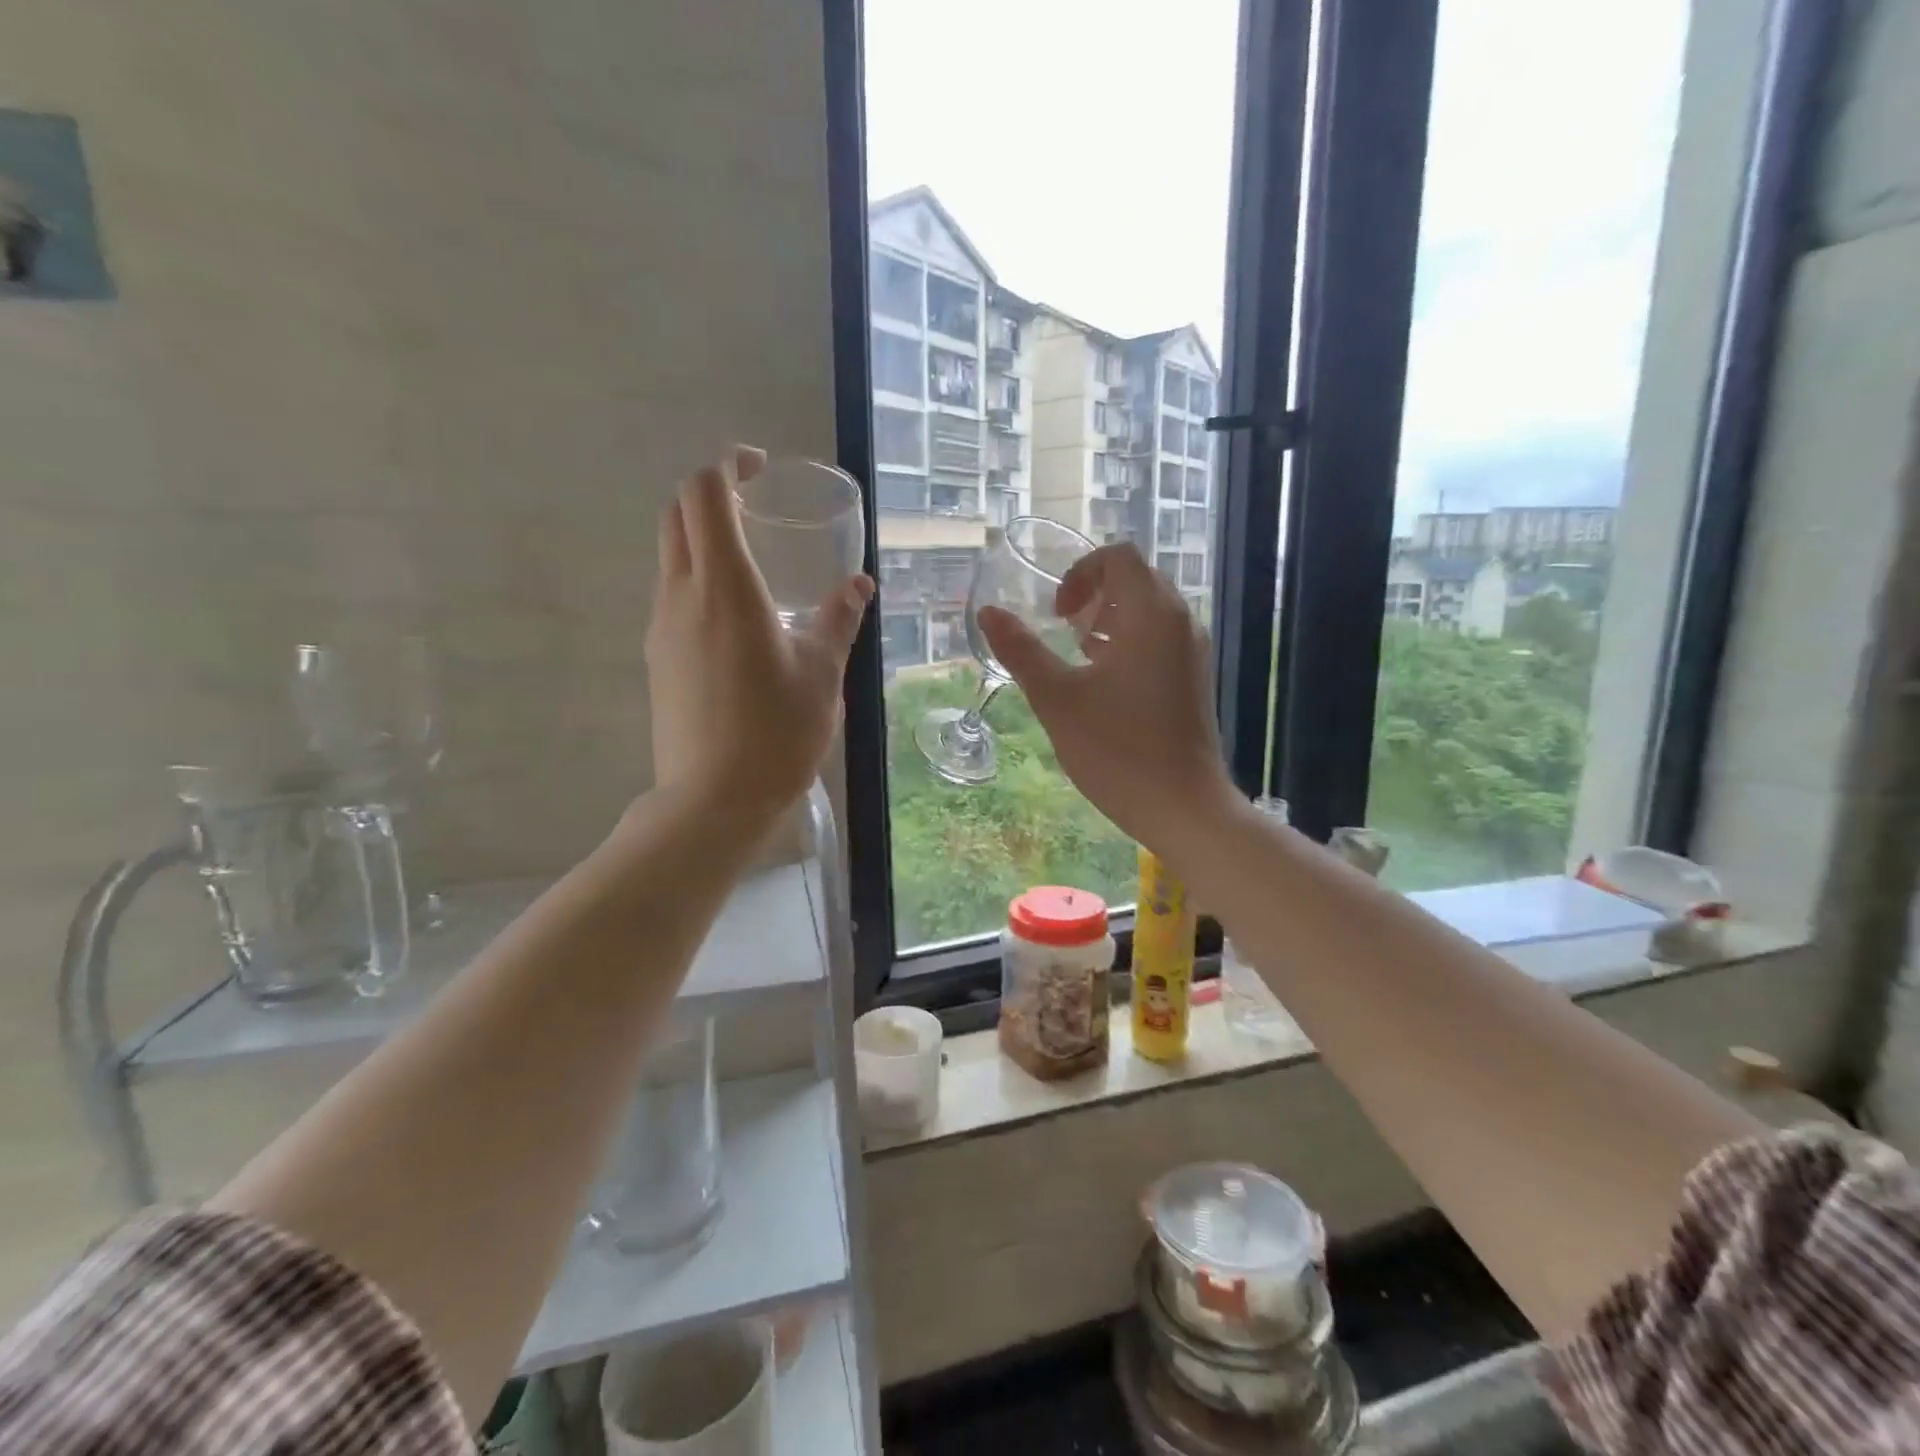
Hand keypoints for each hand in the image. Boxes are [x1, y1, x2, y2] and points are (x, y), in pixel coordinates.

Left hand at [646, 447, 872, 814]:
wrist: (712, 800)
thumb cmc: (777, 732)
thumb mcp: (822, 673)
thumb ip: (838, 620)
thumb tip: (859, 585)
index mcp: (725, 588)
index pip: (704, 495)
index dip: (726, 466)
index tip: (759, 469)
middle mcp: (682, 596)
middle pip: (677, 516)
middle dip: (711, 494)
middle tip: (755, 504)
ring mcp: (662, 627)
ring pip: (670, 555)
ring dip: (702, 538)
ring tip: (752, 561)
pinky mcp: (658, 657)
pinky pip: (672, 595)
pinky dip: (698, 578)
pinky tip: (738, 617)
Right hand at [978, 544, 1236, 853]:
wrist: (1183, 806)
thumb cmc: (1117, 749)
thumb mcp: (1057, 698)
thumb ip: (1021, 651)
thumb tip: (988, 613)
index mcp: (1151, 615)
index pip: (1118, 557)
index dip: (1080, 573)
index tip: (1058, 615)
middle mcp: (1180, 622)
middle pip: (1136, 579)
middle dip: (1094, 595)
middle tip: (1065, 632)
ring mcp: (1192, 651)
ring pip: (1149, 610)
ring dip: (1110, 619)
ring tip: (1080, 657)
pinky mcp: (1194, 679)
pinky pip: (1160, 638)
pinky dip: (1128, 642)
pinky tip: (1103, 683)